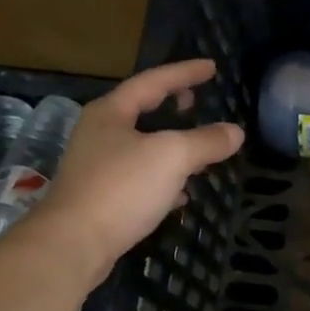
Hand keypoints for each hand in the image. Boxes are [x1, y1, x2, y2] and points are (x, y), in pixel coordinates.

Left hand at [38, 59, 244, 267]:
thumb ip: (206, 141)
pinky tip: (181, 194)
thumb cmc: (122, 188)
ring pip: (142, 147)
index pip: (153, 81)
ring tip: (199, 149)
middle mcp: (100, 134)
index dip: (185, 73)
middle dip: (173, 106)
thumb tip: (235, 132)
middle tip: (197, 101)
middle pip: (142, 112)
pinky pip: (139, 179)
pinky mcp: (101, 198)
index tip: (211, 67)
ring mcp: (97, 167)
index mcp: (112, 113)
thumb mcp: (172, 156)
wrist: (74, 243)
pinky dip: (164, 179)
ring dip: (171, 145)